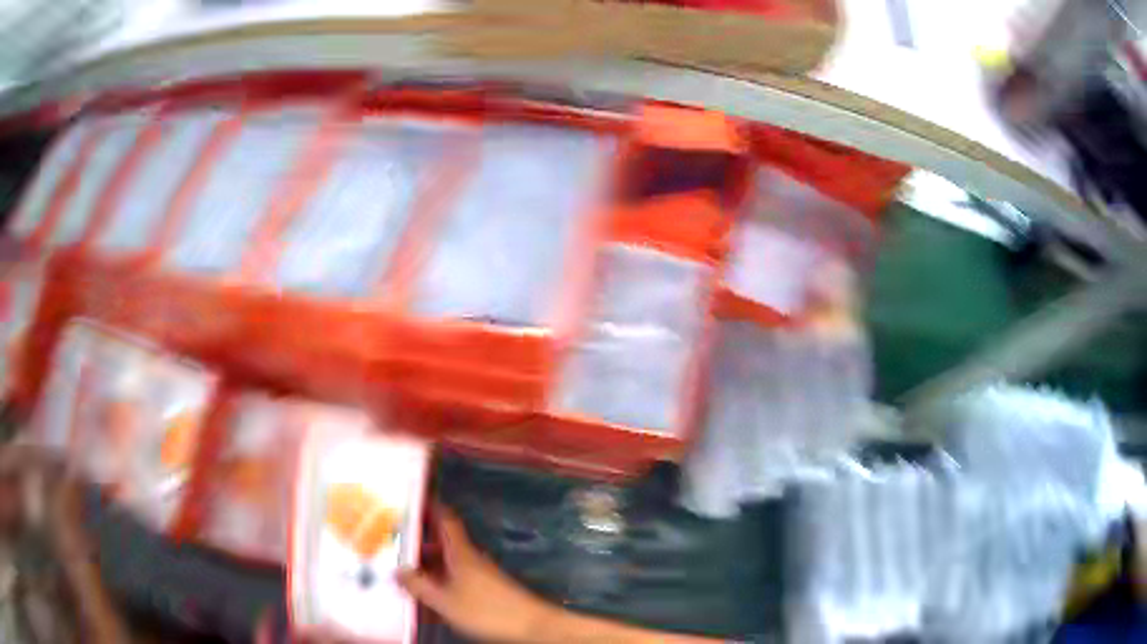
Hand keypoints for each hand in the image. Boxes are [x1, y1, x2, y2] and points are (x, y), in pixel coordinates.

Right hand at [397, 509, 555, 643]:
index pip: (446, 520)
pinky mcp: (487, 591)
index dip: (432, 507)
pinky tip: (430, 599)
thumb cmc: (485, 610)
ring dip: (429, 568)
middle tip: (396, 547)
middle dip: (421, 545)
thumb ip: (419, 585)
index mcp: (461, 553)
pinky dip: (441, 584)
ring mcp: (481, 575)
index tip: (415, 499)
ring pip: (449, 565)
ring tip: (406, 576)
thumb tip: (398, 569)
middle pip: (443, 545)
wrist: (530, 627)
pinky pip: (457, 581)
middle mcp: (471, 559)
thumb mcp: (444, 600)